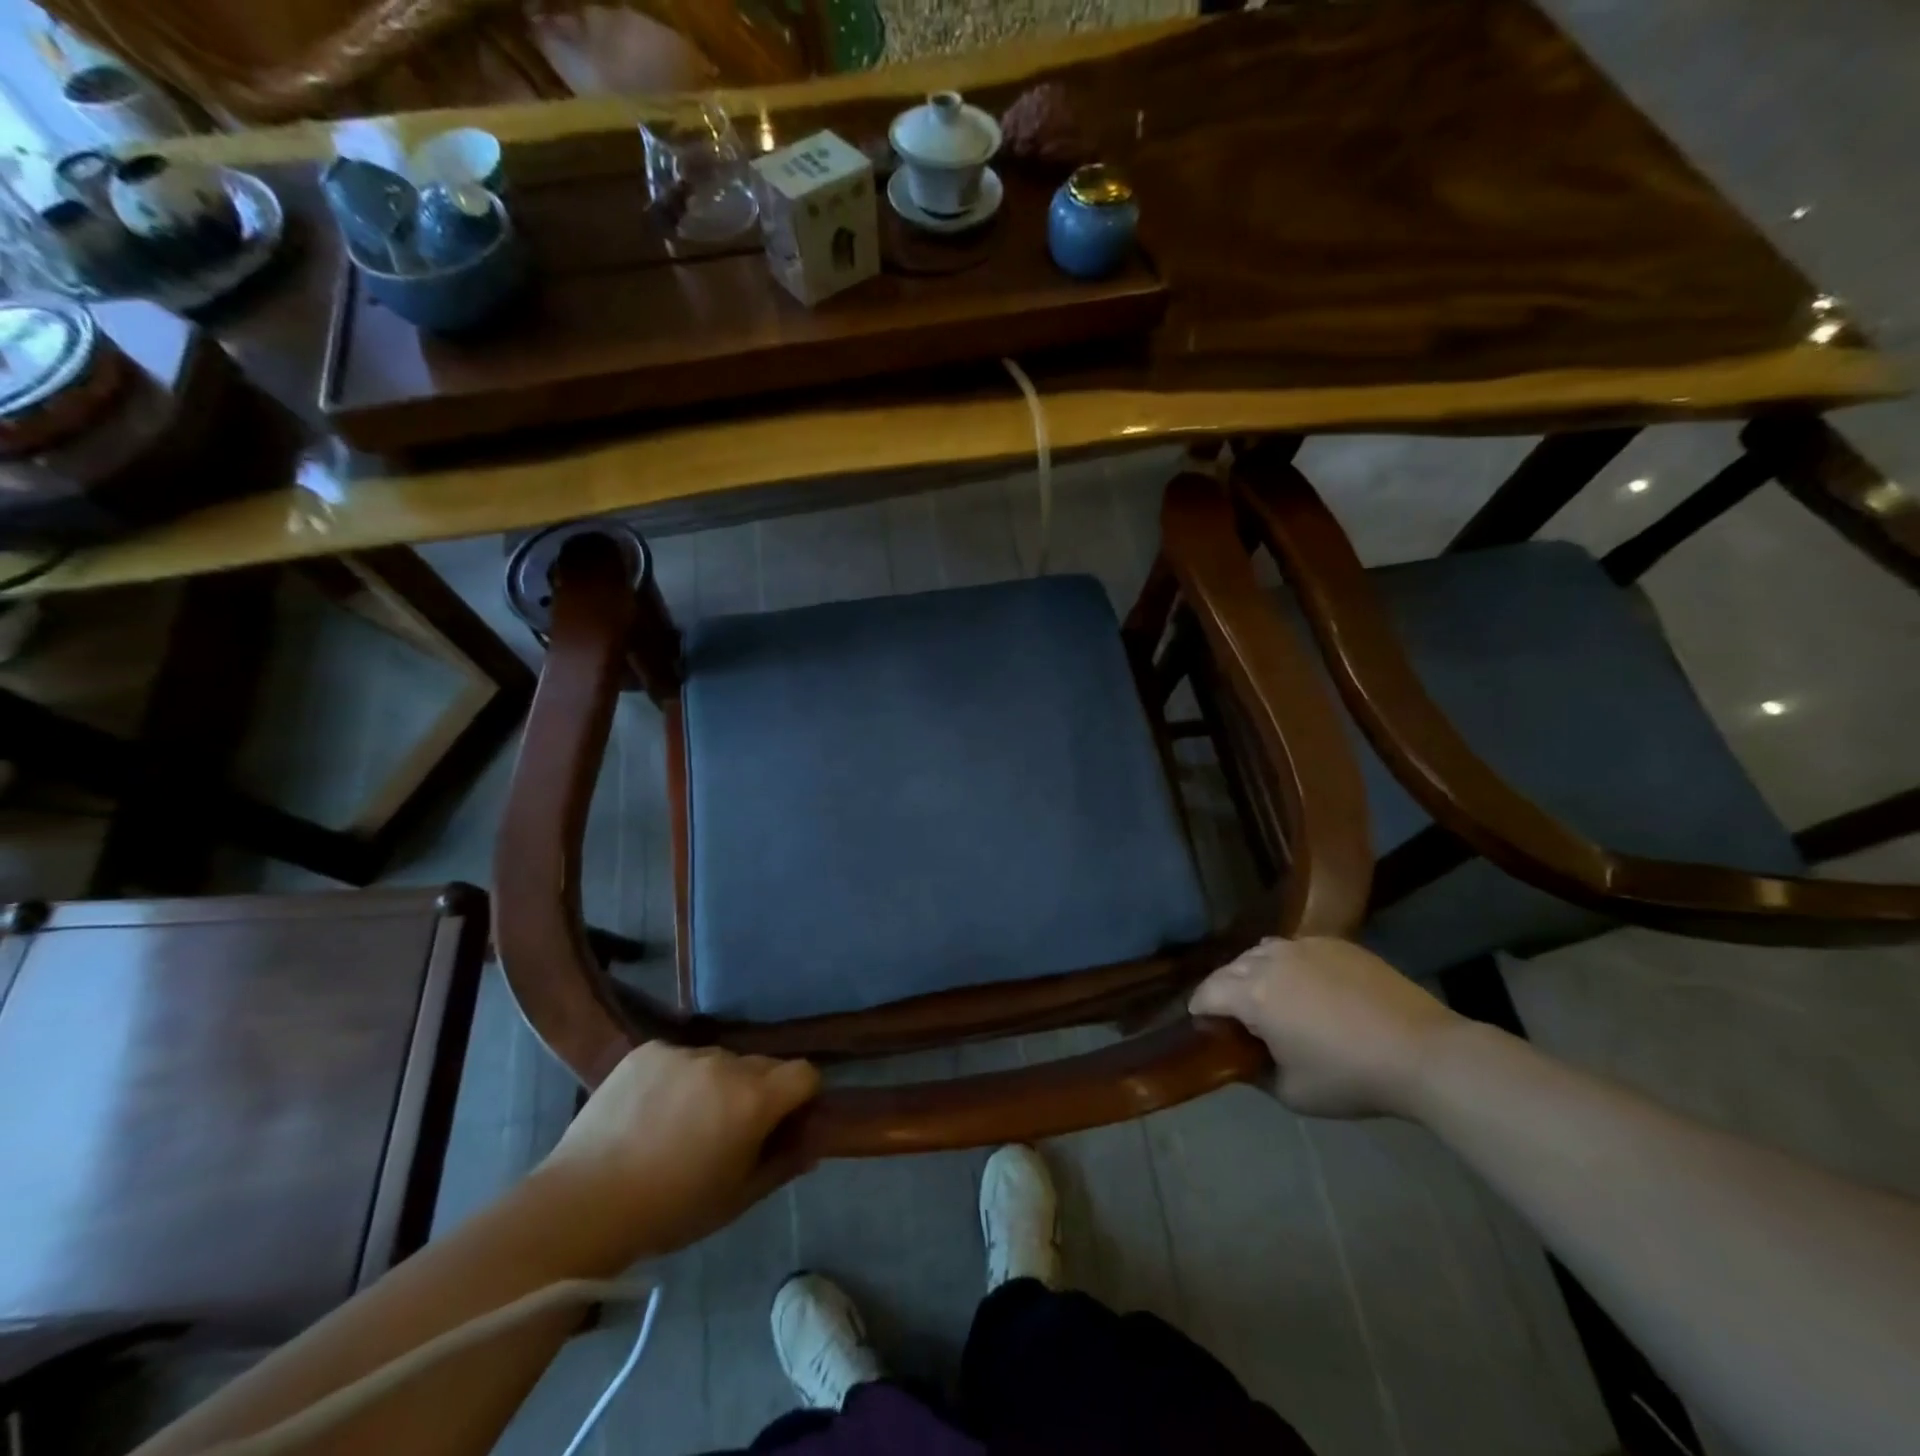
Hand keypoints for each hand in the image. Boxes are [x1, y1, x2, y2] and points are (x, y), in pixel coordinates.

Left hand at [539, 1043, 819, 1255]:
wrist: (583, 1204)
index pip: (804, 1073)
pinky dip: (678, 1078)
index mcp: (754, 1099)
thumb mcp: (736, 1199)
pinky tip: (652, 1110)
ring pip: (720, 1060)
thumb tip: (812, 1144)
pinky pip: (680, 1057)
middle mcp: (726, 1063)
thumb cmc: (670, 1210)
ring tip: (683, 1121)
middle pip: (762, 1065)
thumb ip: (782, 1165)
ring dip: (716, 1083)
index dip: (801, 1096)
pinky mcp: (649, 1050)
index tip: (784, 1122)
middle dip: (758, 1091)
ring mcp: (685, 1052)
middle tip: (730, 1129)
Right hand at [1189, 937, 1461, 1118]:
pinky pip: (1295, 948)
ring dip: (1253, 972)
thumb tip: (1240, 1059)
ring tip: (1268, 996)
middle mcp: (1271, 961)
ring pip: (1261, 952)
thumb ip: (1254, 1073)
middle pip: (1230, 968)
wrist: (1423, 1053)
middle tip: (1236, 1017)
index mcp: (1253, 995)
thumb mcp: (1292, 1093)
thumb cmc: (1351, 1077)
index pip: (1207, 993)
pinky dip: (1287, 964)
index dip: (1200, 1011)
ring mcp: (1304, 947)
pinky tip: (1306, 987)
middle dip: (1224, 990)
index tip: (1205, 1027)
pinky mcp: (1335, 943)